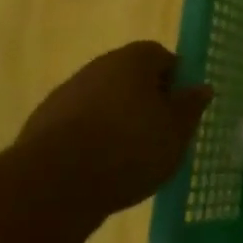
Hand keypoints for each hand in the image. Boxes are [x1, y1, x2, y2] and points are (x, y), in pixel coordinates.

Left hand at [16, 42, 212, 218]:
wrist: (53, 185)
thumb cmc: (128, 149)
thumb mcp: (176, 132)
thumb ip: (190, 107)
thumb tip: (201, 88)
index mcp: (134, 59)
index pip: (162, 57)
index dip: (175, 81)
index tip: (180, 110)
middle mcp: (98, 66)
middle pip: (130, 77)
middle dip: (145, 101)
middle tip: (159, 133)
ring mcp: (66, 94)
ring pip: (103, 101)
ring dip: (116, 121)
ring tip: (128, 158)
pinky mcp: (42, 125)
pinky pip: (78, 126)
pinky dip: (90, 140)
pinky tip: (98, 170)